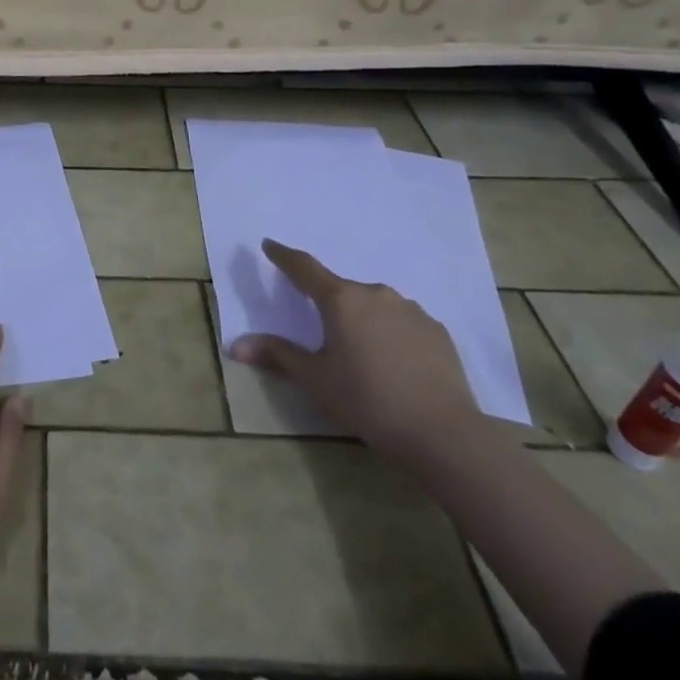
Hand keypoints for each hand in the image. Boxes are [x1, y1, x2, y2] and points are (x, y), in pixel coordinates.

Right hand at [229, 238, 481, 465]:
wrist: (443, 434)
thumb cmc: (368, 401)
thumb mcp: (315, 380)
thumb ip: (277, 355)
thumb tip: (236, 346)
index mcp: (341, 300)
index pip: (304, 267)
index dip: (284, 256)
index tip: (270, 245)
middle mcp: (375, 293)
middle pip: (342, 291)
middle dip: (329, 304)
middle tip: (324, 332)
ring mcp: (411, 310)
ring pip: (375, 306)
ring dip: (363, 319)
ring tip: (363, 354)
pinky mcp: (437, 331)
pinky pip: (403, 323)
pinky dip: (392, 334)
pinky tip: (396, 363)